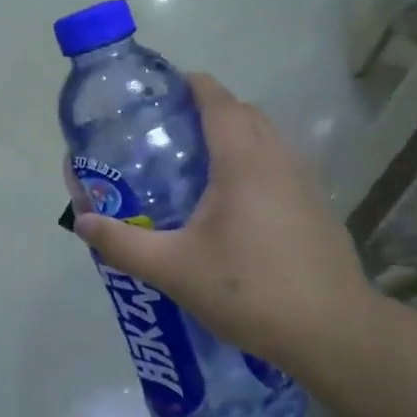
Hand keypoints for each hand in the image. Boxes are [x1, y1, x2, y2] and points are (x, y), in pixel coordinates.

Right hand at [71, 73, 379, 371]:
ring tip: (193, 163)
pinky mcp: (316, 203)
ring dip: (231, 134)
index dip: (186, 84)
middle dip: (203, 109)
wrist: (334, 332)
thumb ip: (124, 244)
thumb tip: (81, 222)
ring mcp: (303, 179)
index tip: (155, 94)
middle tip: (164, 132)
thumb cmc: (250, 291)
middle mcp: (276, 157)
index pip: (215, 97)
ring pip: (263, 135)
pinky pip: (277, 161)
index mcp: (242, 160)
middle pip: (240, 111)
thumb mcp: (175, 270)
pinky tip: (232, 202)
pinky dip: (251, 160)